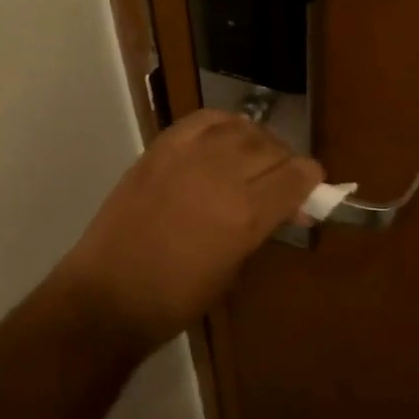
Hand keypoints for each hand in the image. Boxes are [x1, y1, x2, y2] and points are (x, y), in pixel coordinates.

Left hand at [53, 110, 321, 349]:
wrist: (108, 296)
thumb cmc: (176, 298)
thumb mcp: (234, 270)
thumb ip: (263, 228)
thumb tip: (289, 208)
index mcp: (246, 214)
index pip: (297, 175)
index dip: (311, 179)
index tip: (310, 187)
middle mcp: (222, 174)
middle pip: (273, 147)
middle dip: (286, 161)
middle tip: (282, 178)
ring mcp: (188, 156)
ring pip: (242, 128)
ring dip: (257, 141)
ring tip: (253, 157)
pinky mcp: (161, 148)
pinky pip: (203, 120)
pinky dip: (223, 125)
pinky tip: (225, 138)